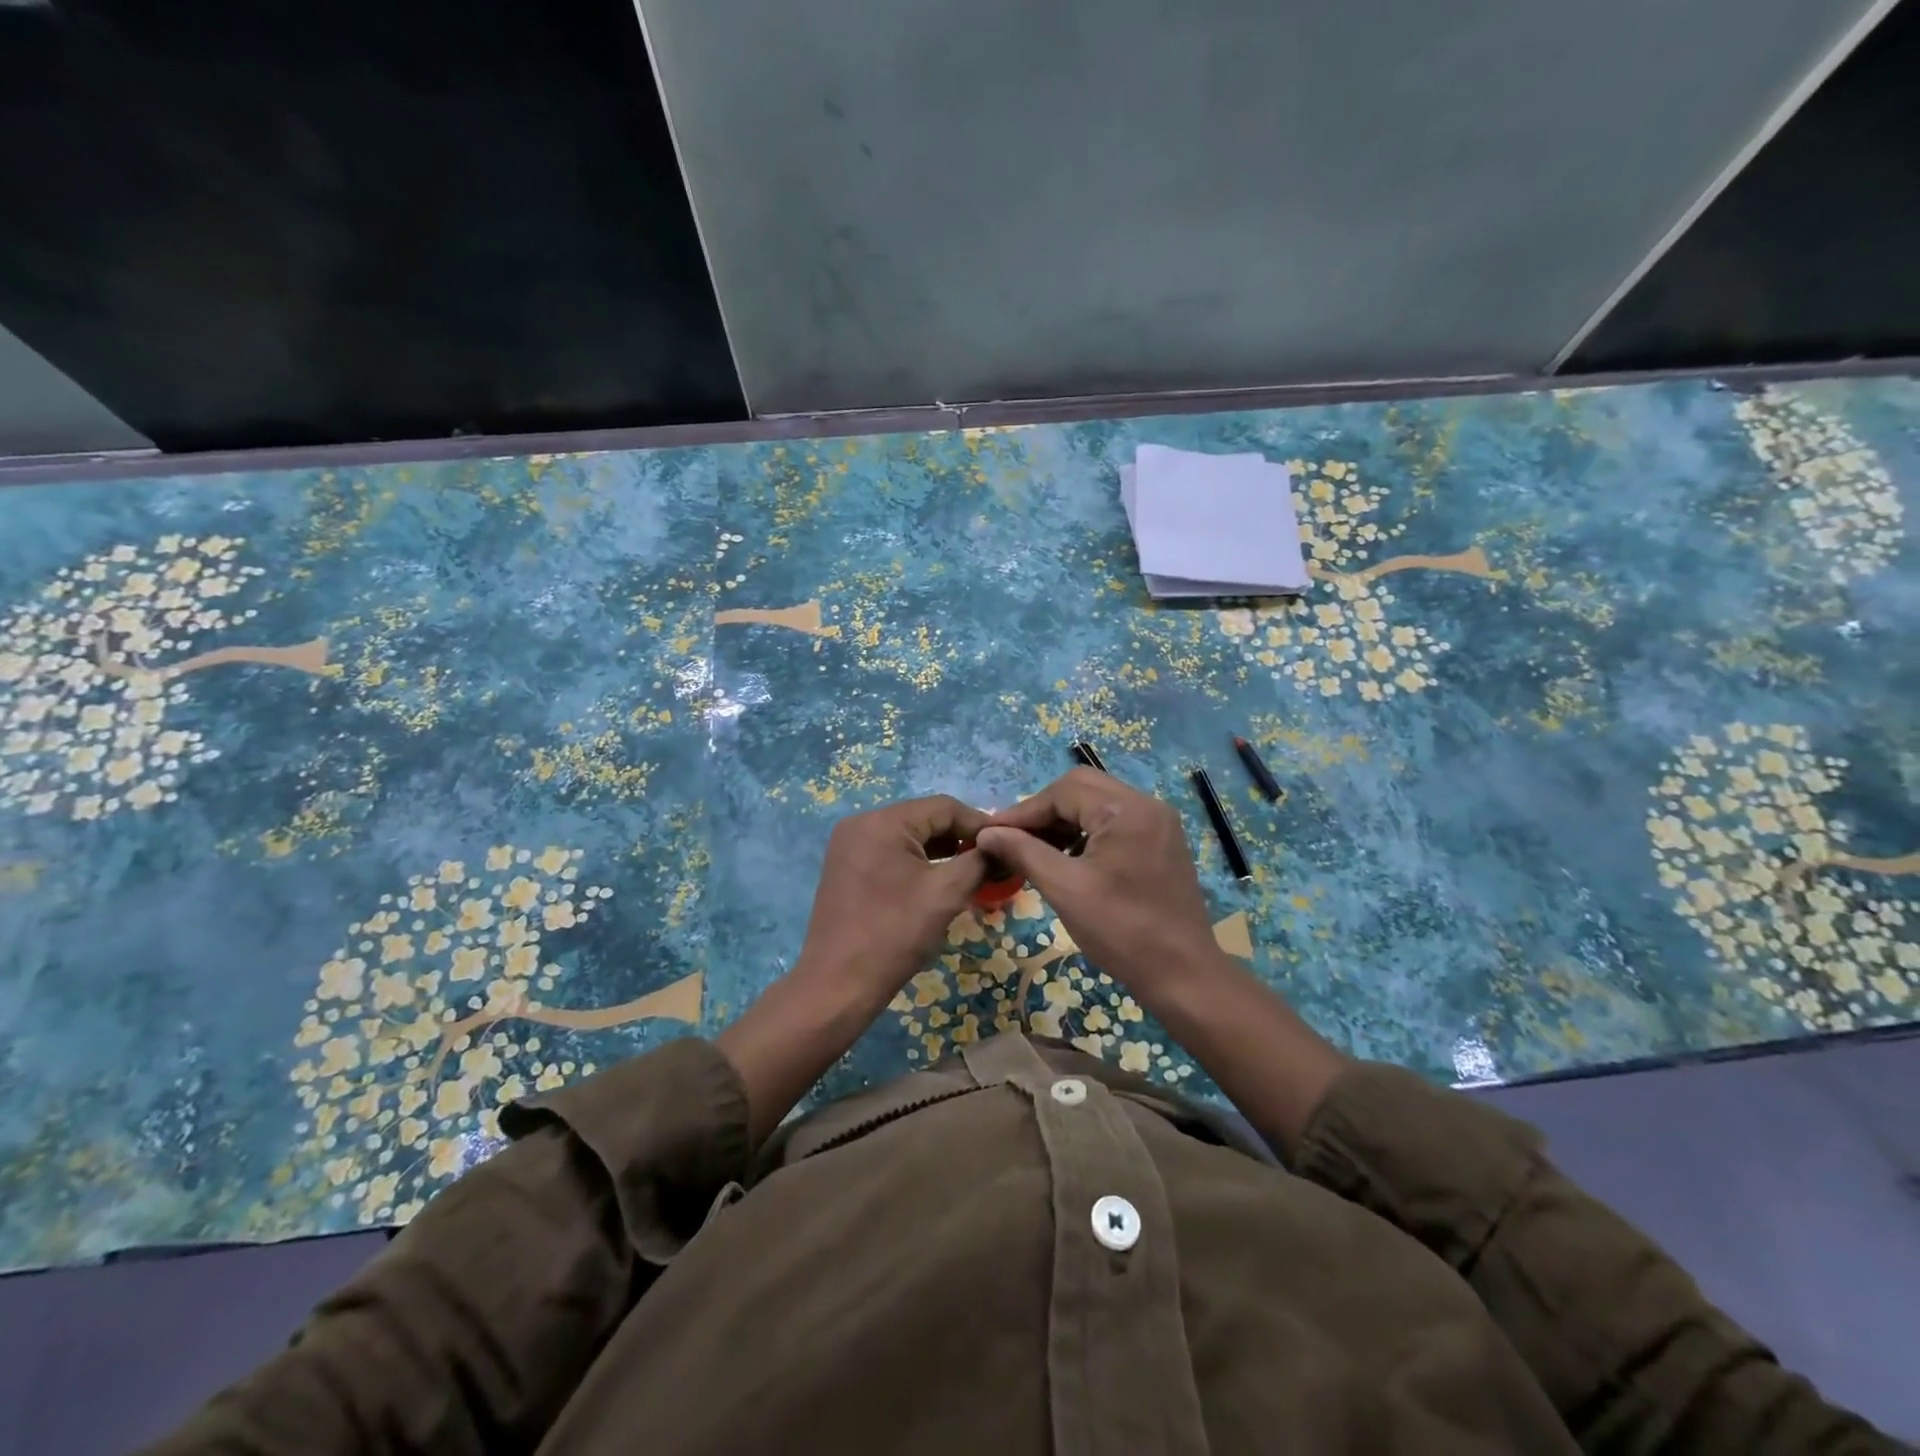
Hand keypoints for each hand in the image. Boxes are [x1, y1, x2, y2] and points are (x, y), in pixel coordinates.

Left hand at [719, 794, 990, 1143]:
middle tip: (991, 861)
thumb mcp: (947, 894)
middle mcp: (861, 823)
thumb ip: (978, 860)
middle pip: (924, 818)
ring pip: (907, 836)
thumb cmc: (895, 934)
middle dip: (960, 838)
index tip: (1007, 845)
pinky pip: (889, 852)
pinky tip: (936, 882)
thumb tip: (1000, 845)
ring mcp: (848, 845)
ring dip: (940, 851)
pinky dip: (916, 862)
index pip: (944, 807)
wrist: (838, 985)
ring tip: (969, 872)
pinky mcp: (845, 867)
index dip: (980, 823)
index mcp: (883, 821)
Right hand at [976, 768, 1223, 1009]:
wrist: (1183, 976)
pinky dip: (1086, 833)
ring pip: (1098, 804)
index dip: (1023, 812)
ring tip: (1034, 851)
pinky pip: (1115, 822)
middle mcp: (1147, 805)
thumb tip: (986, 833)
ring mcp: (1159, 823)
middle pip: (1081, 788)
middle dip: (1043, 812)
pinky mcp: (1161, 842)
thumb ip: (1023, 852)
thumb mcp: (1065, 889)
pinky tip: (1067, 859)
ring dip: (1063, 822)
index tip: (990, 833)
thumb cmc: (1121, 931)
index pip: (1063, 791)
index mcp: (1127, 809)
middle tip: (1013, 839)